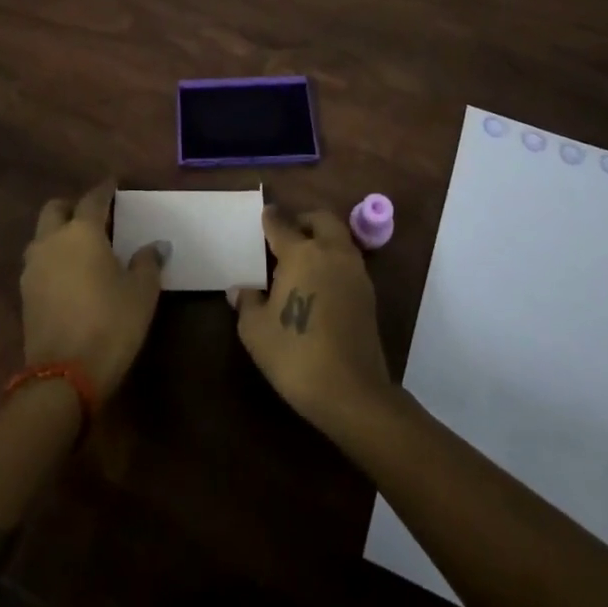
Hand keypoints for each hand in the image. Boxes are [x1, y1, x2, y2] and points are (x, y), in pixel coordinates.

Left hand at [21, 180, 163, 400]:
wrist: (64, 376)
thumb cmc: (110, 324)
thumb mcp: (142, 293)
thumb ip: (147, 262)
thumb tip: (156, 246)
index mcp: (82, 232)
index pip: (93, 199)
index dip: (105, 189)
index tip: (113, 184)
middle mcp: (52, 241)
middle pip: (55, 209)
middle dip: (72, 206)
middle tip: (93, 216)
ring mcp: (33, 268)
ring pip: (42, 236)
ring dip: (58, 233)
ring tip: (80, 247)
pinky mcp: (25, 294)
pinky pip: (38, 262)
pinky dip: (52, 259)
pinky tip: (69, 275)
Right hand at [236, 207, 393, 436]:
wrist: (351, 391)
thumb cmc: (296, 354)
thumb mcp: (256, 331)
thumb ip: (247, 303)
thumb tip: (239, 290)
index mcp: (301, 253)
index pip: (281, 224)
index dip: (270, 218)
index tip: (264, 215)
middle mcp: (331, 253)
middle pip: (320, 220)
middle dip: (303, 220)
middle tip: (287, 234)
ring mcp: (354, 272)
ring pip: (339, 239)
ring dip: (322, 239)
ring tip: (302, 260)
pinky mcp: (368, 294)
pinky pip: (348, 262)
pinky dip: (334, 261)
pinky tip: (319, 283)